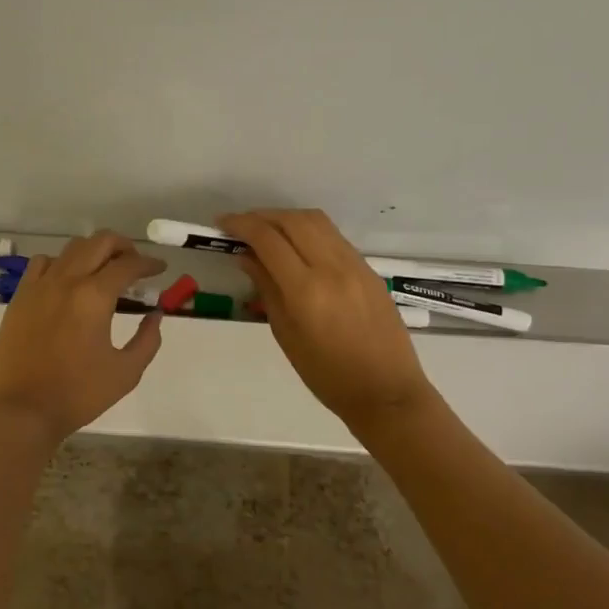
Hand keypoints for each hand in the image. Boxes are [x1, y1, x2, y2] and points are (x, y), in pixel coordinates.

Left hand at [0, 231, 165, 441]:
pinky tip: (67, 281)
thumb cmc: (77, 394)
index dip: (149, 263)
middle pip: (99, 242)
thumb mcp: (126, 372)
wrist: (21, 410)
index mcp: (94, 296)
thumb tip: (155, 315)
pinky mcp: (20, 297)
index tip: (159, 268)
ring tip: (103, 270)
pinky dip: (61, 263)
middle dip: (124, 246)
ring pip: (70, 249)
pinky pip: (42, 264)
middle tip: (135, 263)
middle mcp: (66, 280)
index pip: (128, 265)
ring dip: (93, 252)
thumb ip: (147, 340)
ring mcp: (39, 286)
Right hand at [219, 209, 436, 429]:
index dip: (241, 225)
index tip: (221, 224)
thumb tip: (247, 256)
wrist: (386, 391)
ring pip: (317, 221)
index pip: (268, 239)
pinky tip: (297, 247)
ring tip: (267, 231)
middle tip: (241, 226)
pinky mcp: (369, 269)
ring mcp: (355, 265)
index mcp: (306, 289)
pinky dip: (309, 232)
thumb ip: (266, 289)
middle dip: (262, 216)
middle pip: (293, 220)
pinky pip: (334, 237)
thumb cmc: (327, 375)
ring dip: (286, 219)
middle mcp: (332, 268)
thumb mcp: (286, 335)